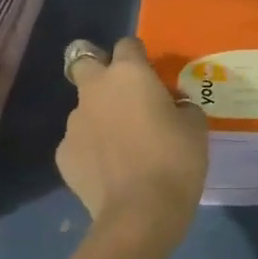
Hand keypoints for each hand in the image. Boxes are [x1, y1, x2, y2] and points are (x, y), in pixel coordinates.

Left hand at [58, 36, 207, 248]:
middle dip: (98, 69)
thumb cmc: (175, 160)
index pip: (127, 44)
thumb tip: (171, 106)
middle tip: (121, 93)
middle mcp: (95, 89)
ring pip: (84, 108)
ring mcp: (73, 123)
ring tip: (121, 145)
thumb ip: (180, 105)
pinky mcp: (62, 155)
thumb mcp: (195, 124)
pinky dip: (91, 150)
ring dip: (99, 116)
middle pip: (83, 62)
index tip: (152, 74)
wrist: (139, 214)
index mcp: (129, 73)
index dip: (139, 55)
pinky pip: (79, 142)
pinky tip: (110, 171)